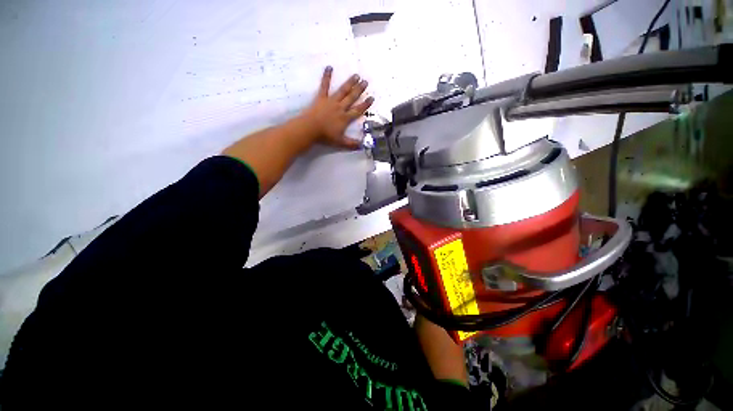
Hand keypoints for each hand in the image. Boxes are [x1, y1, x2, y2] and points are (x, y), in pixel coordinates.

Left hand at [300, 66, 373, 148]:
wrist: (310, 129)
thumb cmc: (325, 136)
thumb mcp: (341, 142)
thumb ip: (352, 144)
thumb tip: (363, 146)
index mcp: (345, 118)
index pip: (358, 110)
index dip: (365, 105)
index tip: (371, 98)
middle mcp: (340, 107)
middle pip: (352, 98)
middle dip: (359, 90)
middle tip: (366, 82)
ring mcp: (331, 101)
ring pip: (342, 91)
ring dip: (350, 83)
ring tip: (356, 75)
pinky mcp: (321, 98)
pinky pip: (324, 86)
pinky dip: (327, 76)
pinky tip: (329, 67)